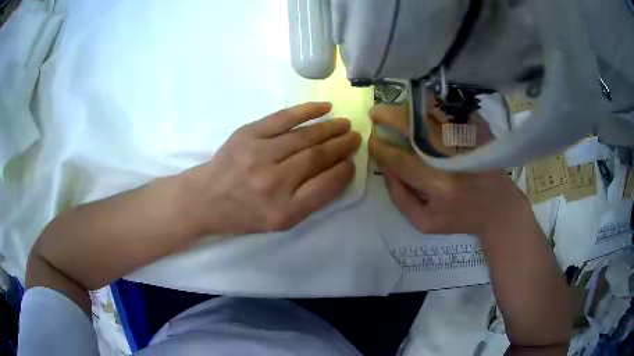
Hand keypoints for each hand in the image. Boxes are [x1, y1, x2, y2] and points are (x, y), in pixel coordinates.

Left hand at [185, 102, 360, 234]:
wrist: (206, 199)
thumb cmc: (245, 214)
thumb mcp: (280, 222)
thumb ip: (311, 200)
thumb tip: (338, 170)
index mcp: (284, 211)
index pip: (326, 185)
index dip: (344, 171)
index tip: (352, 162)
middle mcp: (273, 182)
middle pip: (317, 157)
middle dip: (341, 145)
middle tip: (355, 137)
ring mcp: (259, 154)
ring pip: (304, 136)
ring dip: (330, 128)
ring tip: (345, 124)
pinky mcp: (247, 134)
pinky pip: (283, 118)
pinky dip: (307, 111)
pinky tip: (325, 108)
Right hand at [369, 104, 528, 237]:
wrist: (499, 208)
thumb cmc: (460, 218)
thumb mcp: (425, 222)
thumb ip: (400, 198)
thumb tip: (385, 168)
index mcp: (441, 187)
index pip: (403, 162)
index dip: (383, 150)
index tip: (371, 140)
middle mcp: (455, 160)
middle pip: (417, 129)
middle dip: (390, 117)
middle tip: (375, 113)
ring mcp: (469, 141)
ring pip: (434, 114)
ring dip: (410, 107)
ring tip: (395, 108)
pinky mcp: (479, 131)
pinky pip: (452, 110)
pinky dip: (434, 104)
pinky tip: (421, 105)